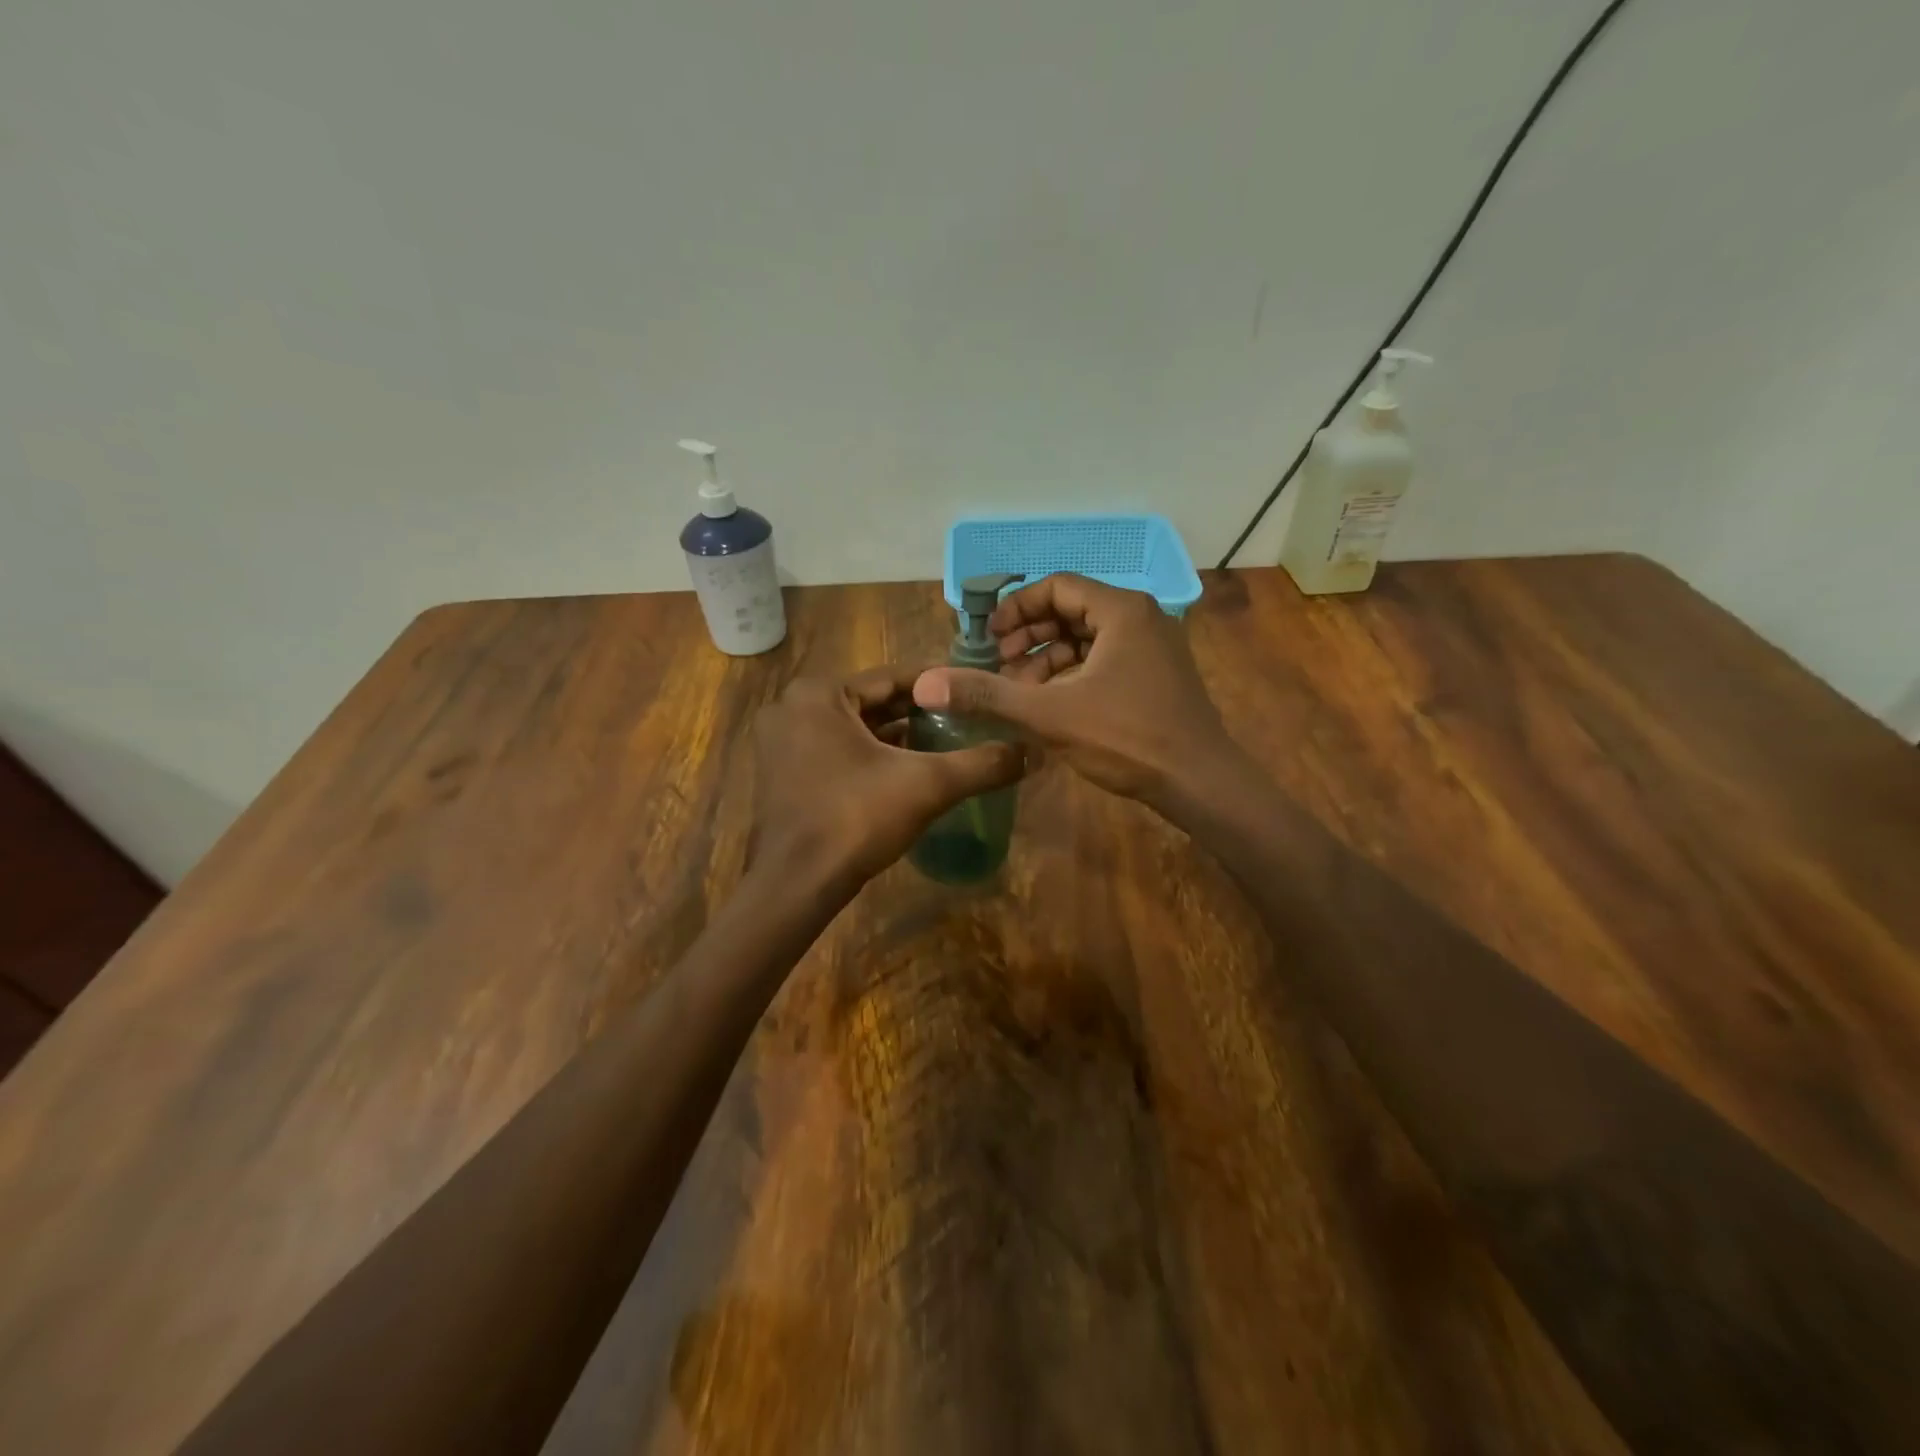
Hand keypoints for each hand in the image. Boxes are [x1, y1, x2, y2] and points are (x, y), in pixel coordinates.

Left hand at [750, 666, 1026, 887]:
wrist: (795, 885)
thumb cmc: (855, 819)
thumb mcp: (927, 785)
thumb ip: (981, 764)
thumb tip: (1032, 751)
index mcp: (819, 694)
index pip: (893, 678)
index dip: (939, 686)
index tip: (976, 689)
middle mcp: (793, 707)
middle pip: (872, 702)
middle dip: (919, 711)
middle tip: (966, 717)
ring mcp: (782, 742)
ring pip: (854, 728)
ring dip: (896, 734)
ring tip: (945, 741)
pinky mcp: (783, 773)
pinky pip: (836, 750)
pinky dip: (870, 755)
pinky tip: (907, 768)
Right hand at [912, 575, 1243, 808]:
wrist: (1200, 782)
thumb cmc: (1127, 739)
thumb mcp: (1049, 715)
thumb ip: (988, 695)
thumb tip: (926, 685)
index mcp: (1121, 610)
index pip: (1057, 586)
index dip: (1016, 608)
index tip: (990, 638)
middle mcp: (1142, 617)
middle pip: (1072, 609)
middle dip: (1031, 635)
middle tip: (1000, 664)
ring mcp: (1154, 647)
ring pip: (1089, 637)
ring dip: (1050, 657)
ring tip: (1022, 690)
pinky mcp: (1158, 675)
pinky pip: (1106, 658)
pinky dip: (1075, 673)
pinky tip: (1053, 704)